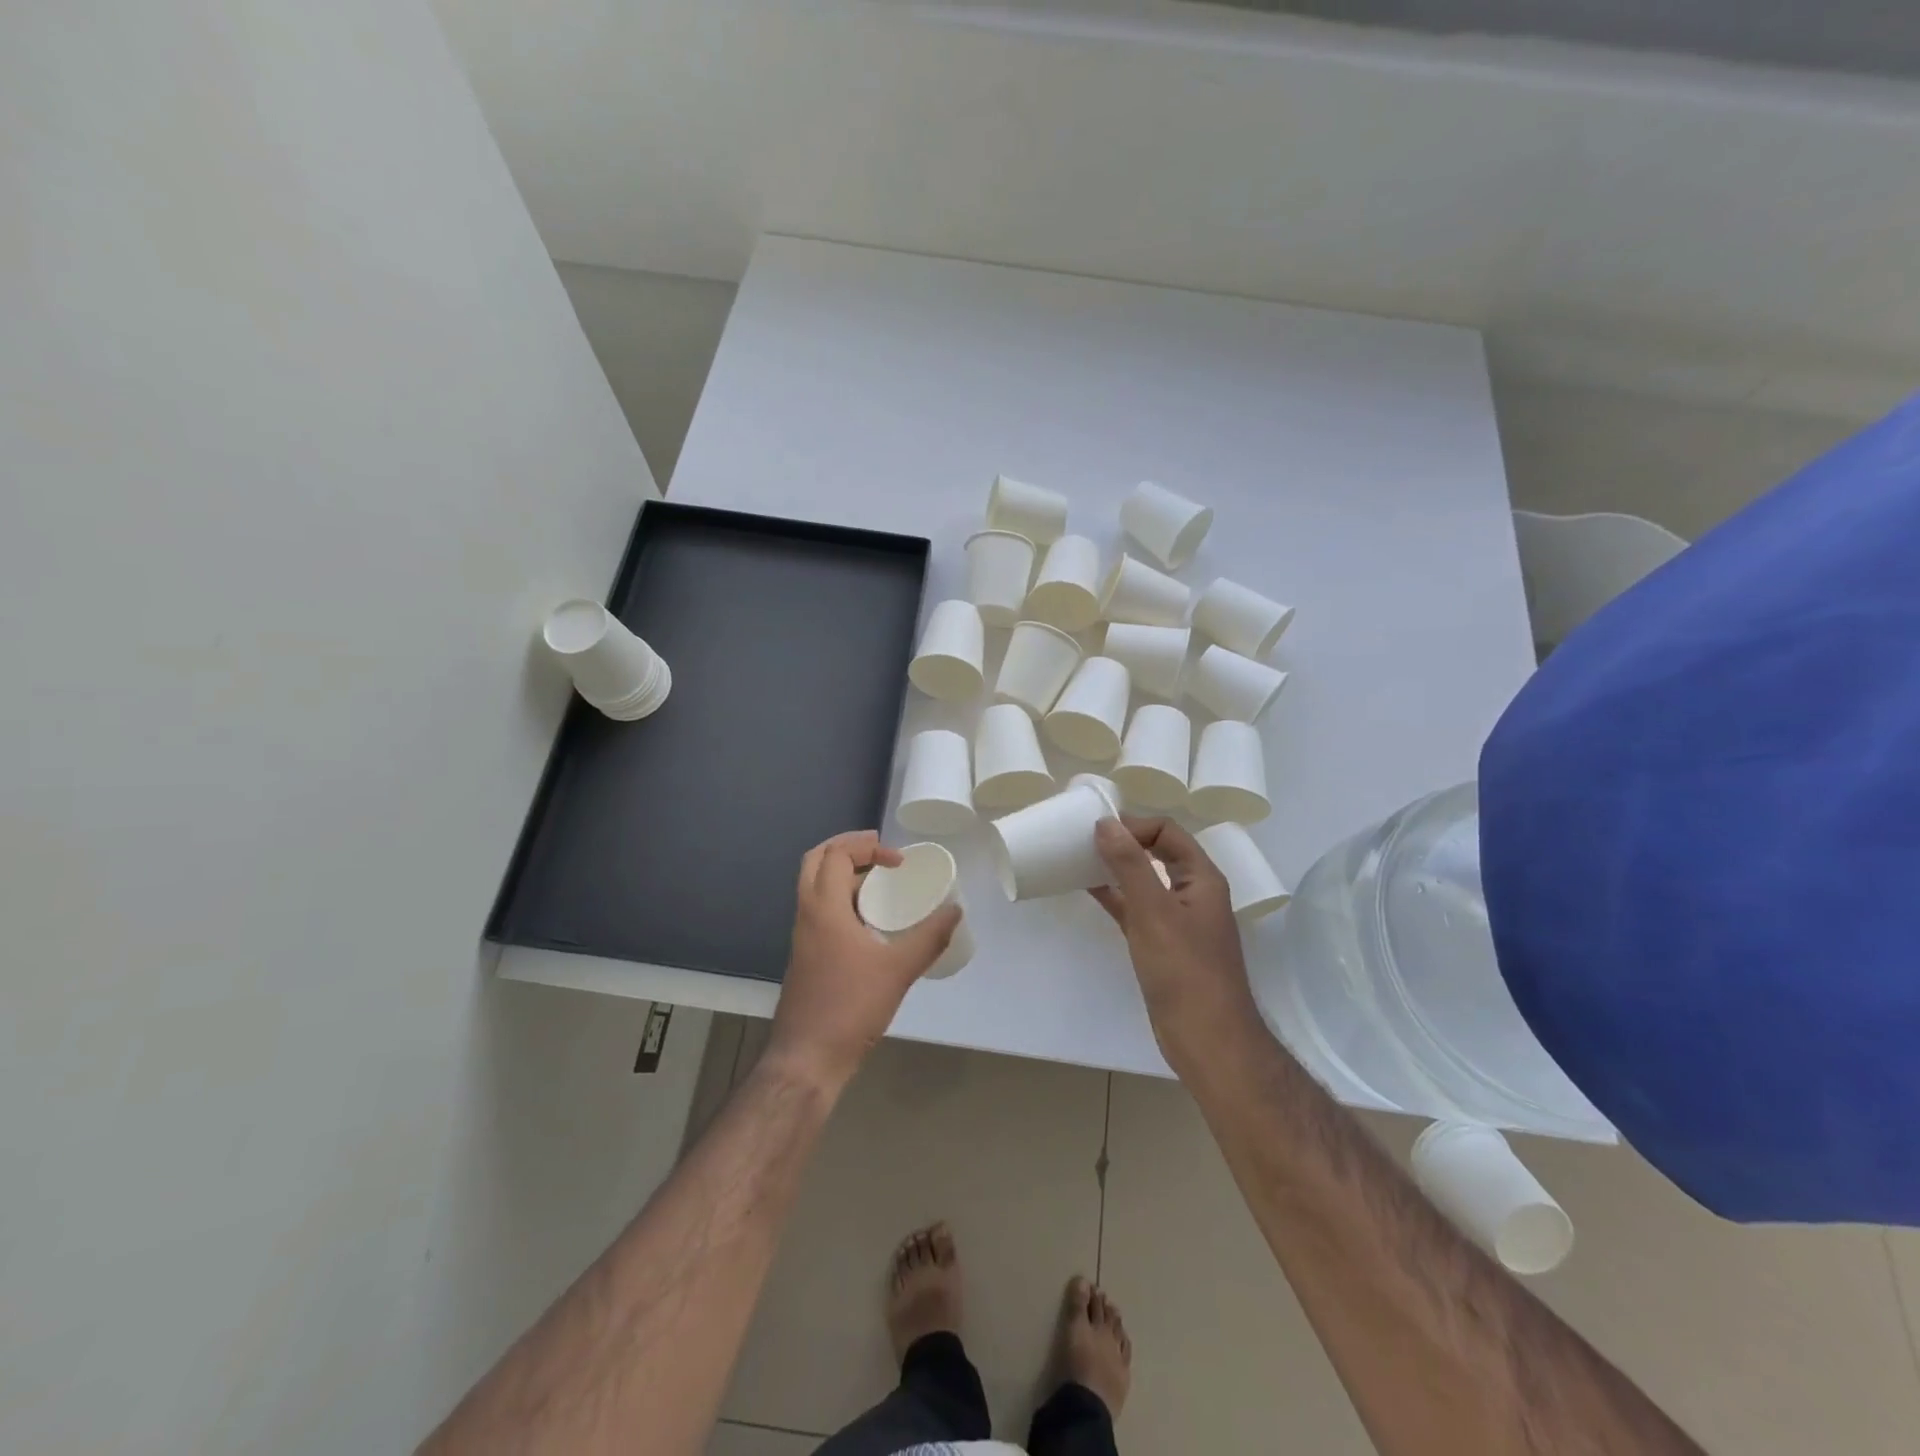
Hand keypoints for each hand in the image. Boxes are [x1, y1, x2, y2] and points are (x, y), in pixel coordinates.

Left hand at [767, 830, 961, 1091]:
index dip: (867, 847)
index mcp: (824, 908)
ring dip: (843, 874)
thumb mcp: (898, 970)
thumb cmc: (850, 1007)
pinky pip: (819, 910)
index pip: (836, 854)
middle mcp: (807, 915)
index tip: (898, 862)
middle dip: (847, 848)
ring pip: (814, 886)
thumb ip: (930, 938)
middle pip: (815, 860)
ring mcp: (802, 937)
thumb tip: (955, 910)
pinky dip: (840, 899)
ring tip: (879, 883)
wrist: (807, 1058)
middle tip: (879, 852)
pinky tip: (869, 922)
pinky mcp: (805, 956)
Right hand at [1090, 816, 1258, 1061]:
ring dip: (1116, 868)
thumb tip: (1105, 823)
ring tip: (1080, 859)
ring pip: (1144, 881)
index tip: (1097, 830)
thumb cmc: (1184, 970)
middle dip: (1123, 843)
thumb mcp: (1153, 911)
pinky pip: (1135, 909)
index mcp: (1201, 878)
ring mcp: (1177, 920)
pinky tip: (1089, 890)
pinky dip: (1114, 896)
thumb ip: (1130, 865)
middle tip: (1084, 840)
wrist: (1207, 1039)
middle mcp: (1192, 893)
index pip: (1167, 832)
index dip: (1134, 825)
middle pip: (1157, 853)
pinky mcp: (1162, 945)